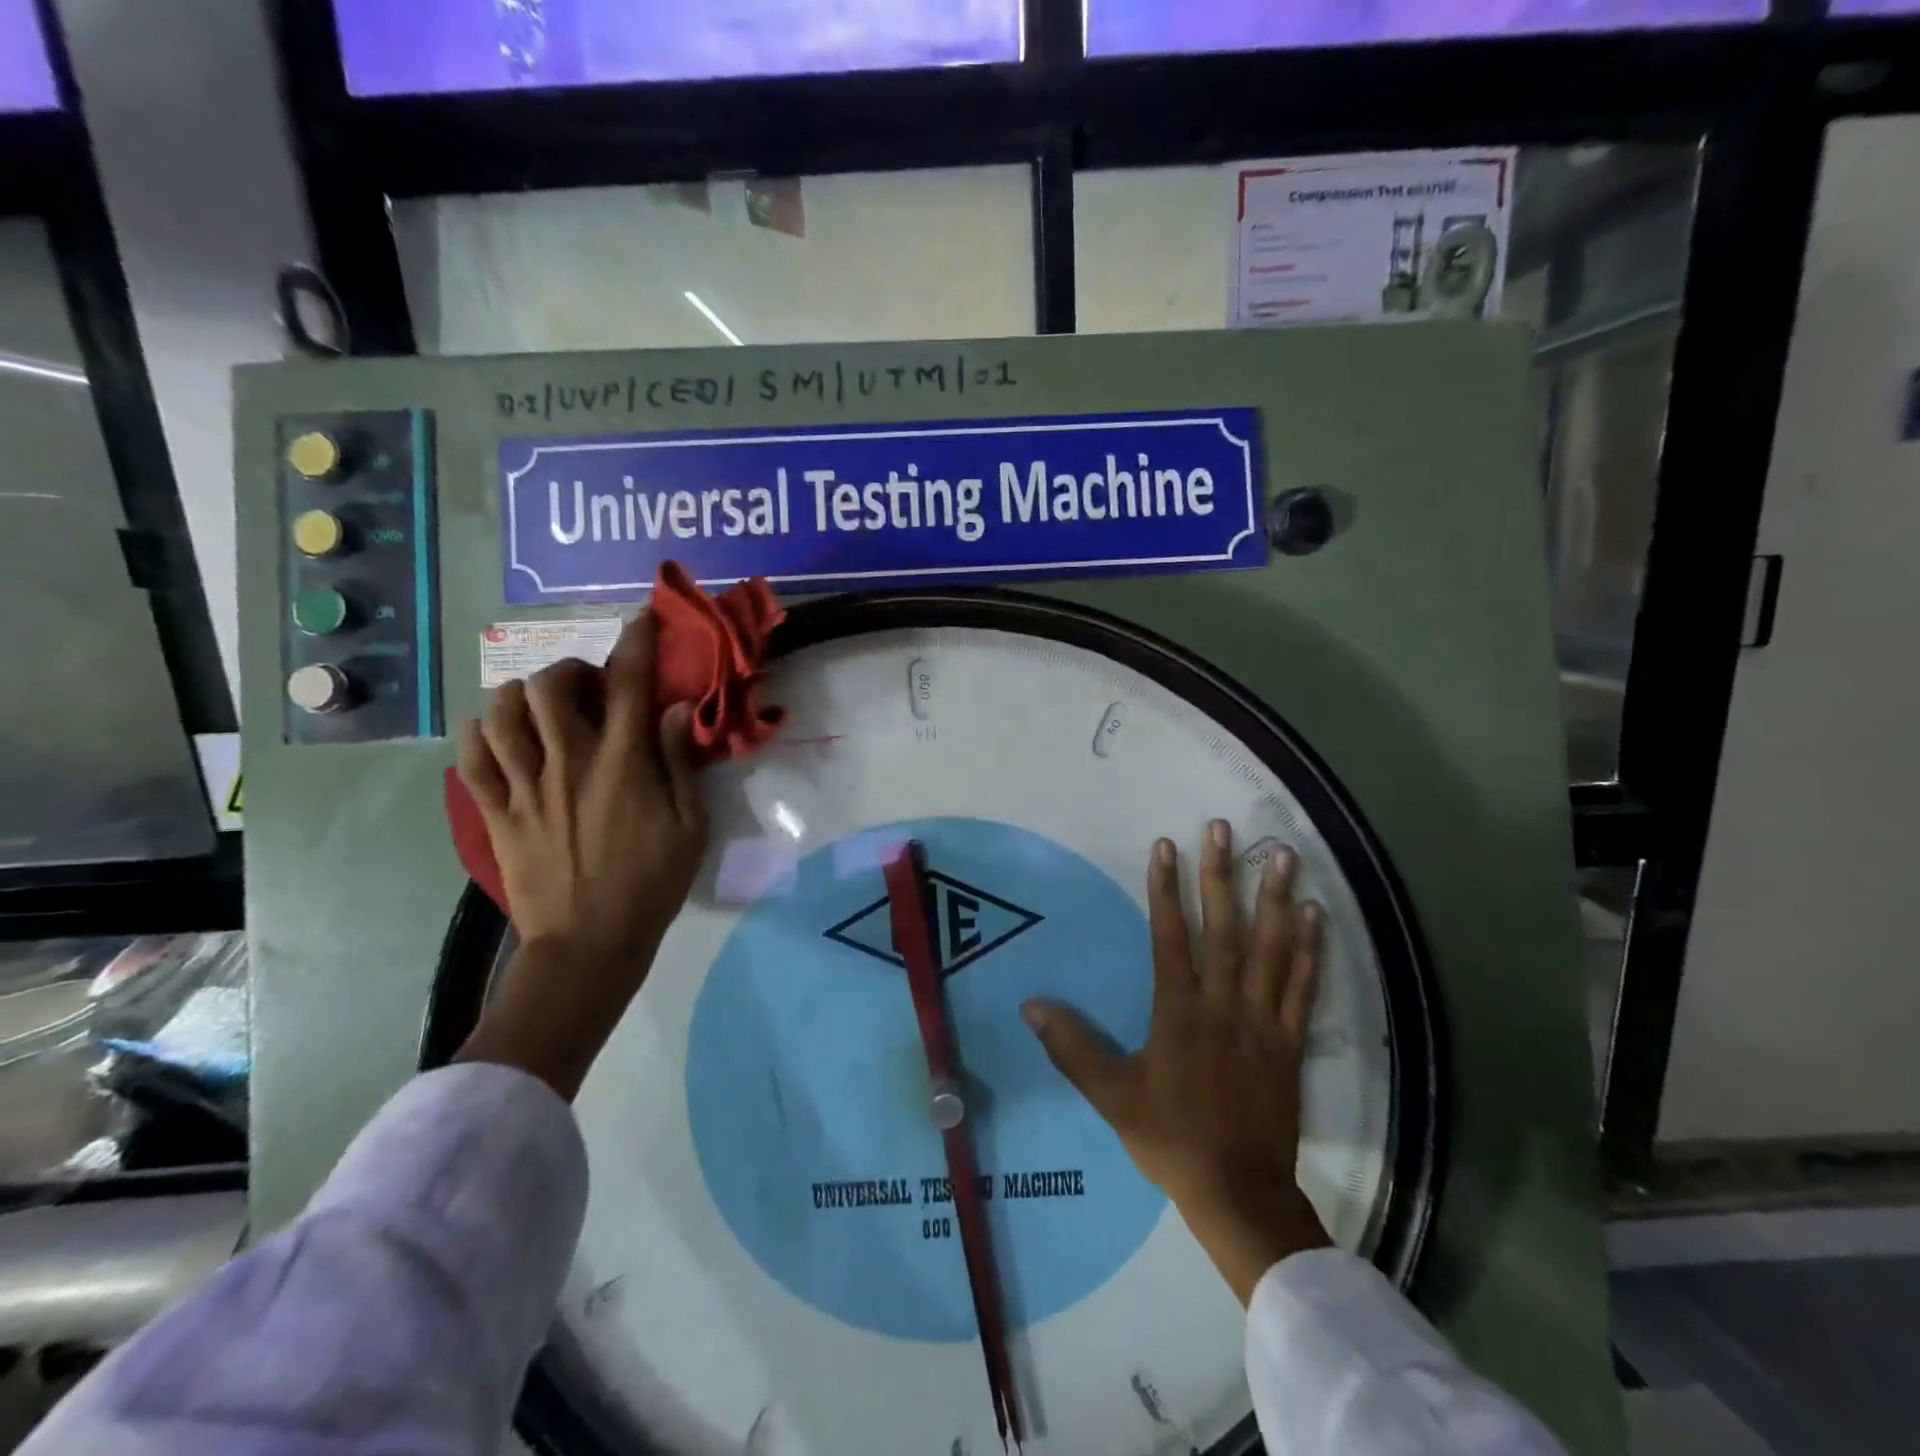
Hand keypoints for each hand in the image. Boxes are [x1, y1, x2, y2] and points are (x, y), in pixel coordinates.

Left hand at [452, 611, 706, 1098]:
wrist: (589, 943)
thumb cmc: (652, 884)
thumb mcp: (690, 826)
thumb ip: (679, 763)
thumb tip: (674, 709)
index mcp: (622, 764)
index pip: (629, 684)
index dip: (636, 642)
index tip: (641, 618)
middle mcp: (569, 762)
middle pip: (550, 686)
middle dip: (569, 670)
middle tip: (587, 687)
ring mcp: (525, 787)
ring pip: (502, 713)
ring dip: (522, 695)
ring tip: (540, 707)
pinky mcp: (496, 812)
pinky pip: (471, 757)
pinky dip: (480, 733)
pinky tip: (496, 733)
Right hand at [1022, 820, 1331, 1302]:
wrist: (1239, 1192)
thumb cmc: (1171, 1139)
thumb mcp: (1111, 1096)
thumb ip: (1072, 1048)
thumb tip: (1030, 1006)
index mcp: (1178, 1012)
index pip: (1170, 937)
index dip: (1166, 889)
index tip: (1167, 846)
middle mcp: (1222, 1004)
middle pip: (1223, 929)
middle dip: (1221, 875)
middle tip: (1223, 829)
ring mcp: (1263, 1020)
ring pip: (1270, 949)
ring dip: (1275, 898)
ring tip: (1282, 853)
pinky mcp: (1291, 1041)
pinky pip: (1303, 987)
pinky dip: (1310, 949)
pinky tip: (1316, 913)